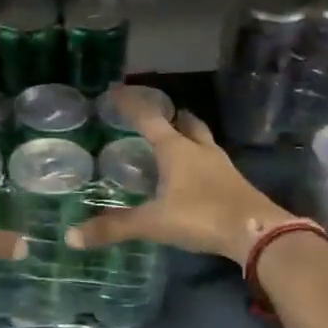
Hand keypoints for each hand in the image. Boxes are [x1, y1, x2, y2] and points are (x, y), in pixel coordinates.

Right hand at [65, 86, 293, 264]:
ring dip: (189, 136)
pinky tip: (195, 175)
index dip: (131, 104)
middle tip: (158, 115)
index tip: (115, 91)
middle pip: (186, 123)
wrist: (257, 233)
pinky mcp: (235, 183)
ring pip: (203, 141)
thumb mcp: (153, 223)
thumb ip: (114, 228)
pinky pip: (213, 163)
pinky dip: (200, 161)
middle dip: (171, 116)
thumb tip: (71, 236)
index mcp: (176, 149)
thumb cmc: (201, 217)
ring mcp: (222, 165)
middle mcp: (200, 150)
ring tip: (176, 141)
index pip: (148, 118)